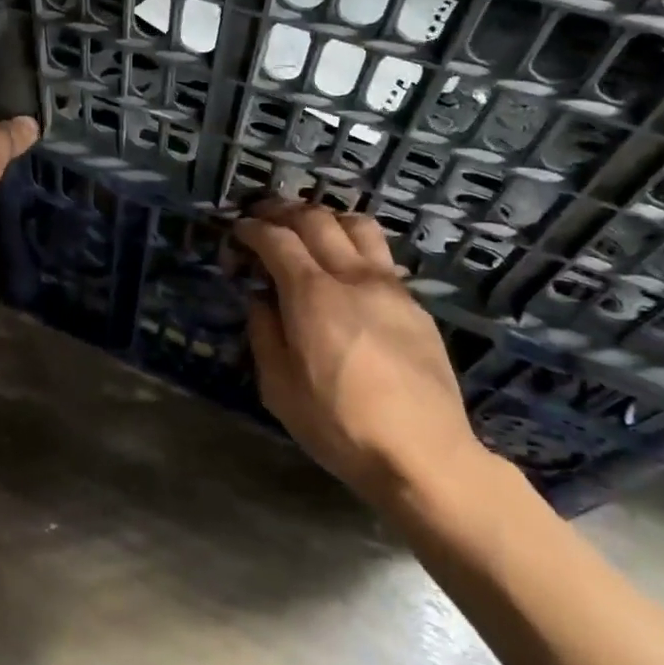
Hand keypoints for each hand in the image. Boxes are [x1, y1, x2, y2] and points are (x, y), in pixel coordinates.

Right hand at [235, 203, 489, 513]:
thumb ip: (263, 333)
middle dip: (283, 210)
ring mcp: (389, 286)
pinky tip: (347, 270)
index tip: (238, 230)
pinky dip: (354, 246)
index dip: (252, 229)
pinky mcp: (414, 304)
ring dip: (326, 217)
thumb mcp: (279, 388)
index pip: (277, 239)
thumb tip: (261, 300)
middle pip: (316, 218)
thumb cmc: (340, 425)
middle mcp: (352, 276)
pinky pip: (381, 256)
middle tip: (264, 215)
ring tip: (309, 230)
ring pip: (357, 225)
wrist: (425, 454)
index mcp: (312, 294)